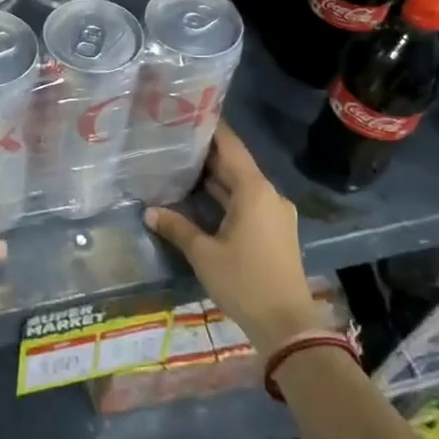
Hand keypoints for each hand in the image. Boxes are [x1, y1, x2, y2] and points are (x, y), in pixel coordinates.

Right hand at [145, 123, 321, 357]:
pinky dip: (227, 196)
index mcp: (254, 190)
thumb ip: (177, 228)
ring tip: (182, 166)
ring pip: (242, 184)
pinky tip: (202, 198)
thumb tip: (149, 211)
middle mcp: (268, 194)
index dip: (211, 128)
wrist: (288, 325)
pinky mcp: (276, 230)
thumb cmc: (244, 282)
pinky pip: (249, 201)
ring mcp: (275, 212)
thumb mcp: (204, 254)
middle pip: (236, 164)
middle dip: (207, 154)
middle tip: (174, 141)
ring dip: (216, 178)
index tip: (188, 113)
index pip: (230, 146)